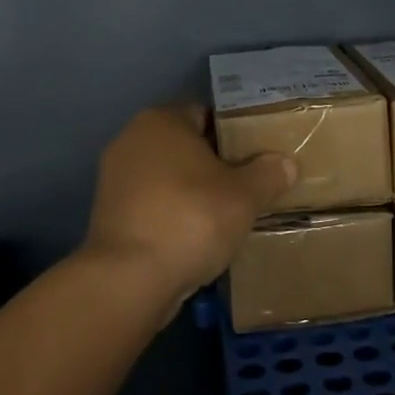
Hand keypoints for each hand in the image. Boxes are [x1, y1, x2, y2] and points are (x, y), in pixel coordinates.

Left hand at [84, 104, 298, 303]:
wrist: (130, 279)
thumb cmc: (191, 218)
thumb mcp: (245, 195)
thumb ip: (268, 174)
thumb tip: (285, 164)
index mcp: (161, 121)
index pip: (206, 115)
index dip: (235, 134)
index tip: (258, 156)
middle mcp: (131, 140)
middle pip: (186, 146)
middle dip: (215, 164)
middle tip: (249, 185)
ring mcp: (114, 179)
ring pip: (168, 178)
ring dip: (193, 192)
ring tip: (227, 215)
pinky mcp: (108, 216)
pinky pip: (153, 206)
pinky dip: (173, 216)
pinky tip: (197, 237)